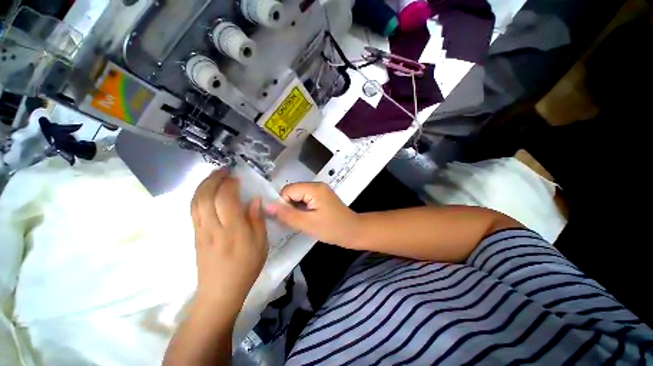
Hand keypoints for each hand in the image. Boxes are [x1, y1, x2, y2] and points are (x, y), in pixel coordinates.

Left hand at [190, 170, 267, 315]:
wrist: (220, 291)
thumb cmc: (246, 266)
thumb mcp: (261, 243)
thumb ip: (257, 219)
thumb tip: (254, 199)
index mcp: (233, 229)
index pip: (226, 199)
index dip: (230, 184)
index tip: (236, 177)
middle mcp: (213, 227)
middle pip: (206, 196)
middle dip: (213, 179)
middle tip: (223, 170)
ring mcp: (200, 231)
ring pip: (196, 202)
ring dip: (203, 185)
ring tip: (213, 177)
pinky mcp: (195, 235)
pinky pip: (193, 210)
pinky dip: (198, 196)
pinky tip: (205, 192)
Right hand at [265, 182, 359, 247]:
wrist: (354, 232)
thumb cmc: (333, 229)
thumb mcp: (308, 224)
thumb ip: (287, 215)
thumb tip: (266, 206)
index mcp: (314, 188)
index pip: (288, 190)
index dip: (283, 204)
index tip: (288, 218)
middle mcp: (317, 185)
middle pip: (293, 192)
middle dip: (289, 206)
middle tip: (295, 222)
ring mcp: (320, 191)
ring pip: (298, 196)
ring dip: (296, 208)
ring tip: (302, 221)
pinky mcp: (322, 197)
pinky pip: (305, 199)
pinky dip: (302, 209)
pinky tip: (307, 219)